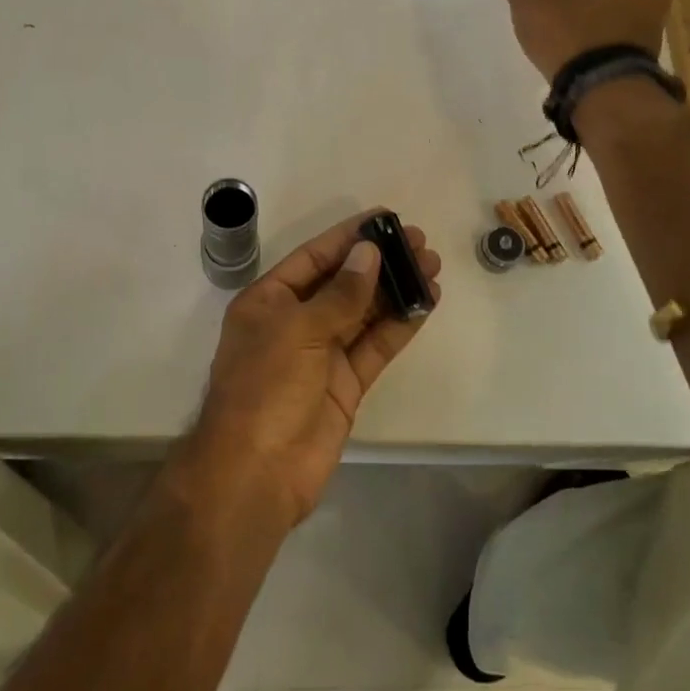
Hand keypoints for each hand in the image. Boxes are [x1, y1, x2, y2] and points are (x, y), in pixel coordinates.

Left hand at [181, 211, 441, 528]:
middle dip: (379, 262)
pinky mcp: (345, 384)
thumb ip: (340, 293)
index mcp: (269, 302)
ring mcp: (321, 355)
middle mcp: (295, 323)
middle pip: (343, 283)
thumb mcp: (298, 330)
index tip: (384, 218)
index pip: (313, 258)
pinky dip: (399, 325)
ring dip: (396, 290)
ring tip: (432, 266)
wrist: (257, 472)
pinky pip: (375, 346)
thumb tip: (369, 253)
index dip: (348, 237)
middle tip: (420, 242)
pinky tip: (425, 303)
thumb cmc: (266, 388)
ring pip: (364, 313)